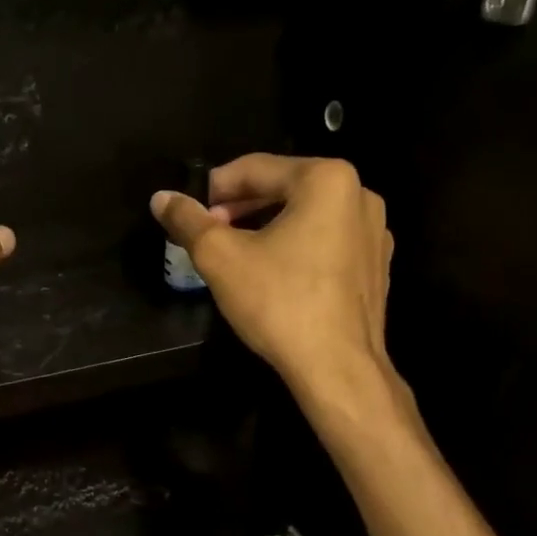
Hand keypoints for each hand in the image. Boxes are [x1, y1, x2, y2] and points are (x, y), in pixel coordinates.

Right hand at [151, 154, 395, 399]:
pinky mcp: (376, 267)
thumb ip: (188, 221)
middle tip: (210, 234)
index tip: (191, 213)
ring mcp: (374, 233)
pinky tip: (274, 277)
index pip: (255, 168)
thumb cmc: (279, 302)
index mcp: (327, 179)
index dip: (215, 188)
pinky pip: (327, 243)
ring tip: (236, 255)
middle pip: (284, 189)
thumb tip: (161, 198)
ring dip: (266, 228)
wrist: (337, 367)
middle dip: (241, 208)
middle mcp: (359, 195)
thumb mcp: (220, 257)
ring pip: (306, 217)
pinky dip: (296, 249)